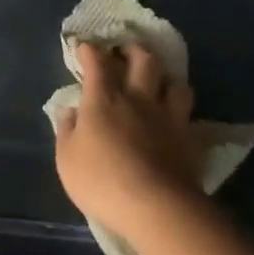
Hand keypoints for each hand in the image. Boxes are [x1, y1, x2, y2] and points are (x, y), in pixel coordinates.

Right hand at [55, 42, 202, 246]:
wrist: (155, 207)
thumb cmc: (102, 181)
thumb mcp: (67, 159)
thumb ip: (67, 130)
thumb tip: (71, 110)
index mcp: (103, 100)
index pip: (96, 63)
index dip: (90, 51)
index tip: (85, 47)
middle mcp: (136, 98)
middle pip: (141, 60)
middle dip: (132, 50)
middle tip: (125, 53)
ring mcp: (166, 116)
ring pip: (172, 81)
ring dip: (163, 76)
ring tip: (157, 81)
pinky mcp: (187, 136)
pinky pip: (187, 109)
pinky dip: (179, 104)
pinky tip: (175, 112)